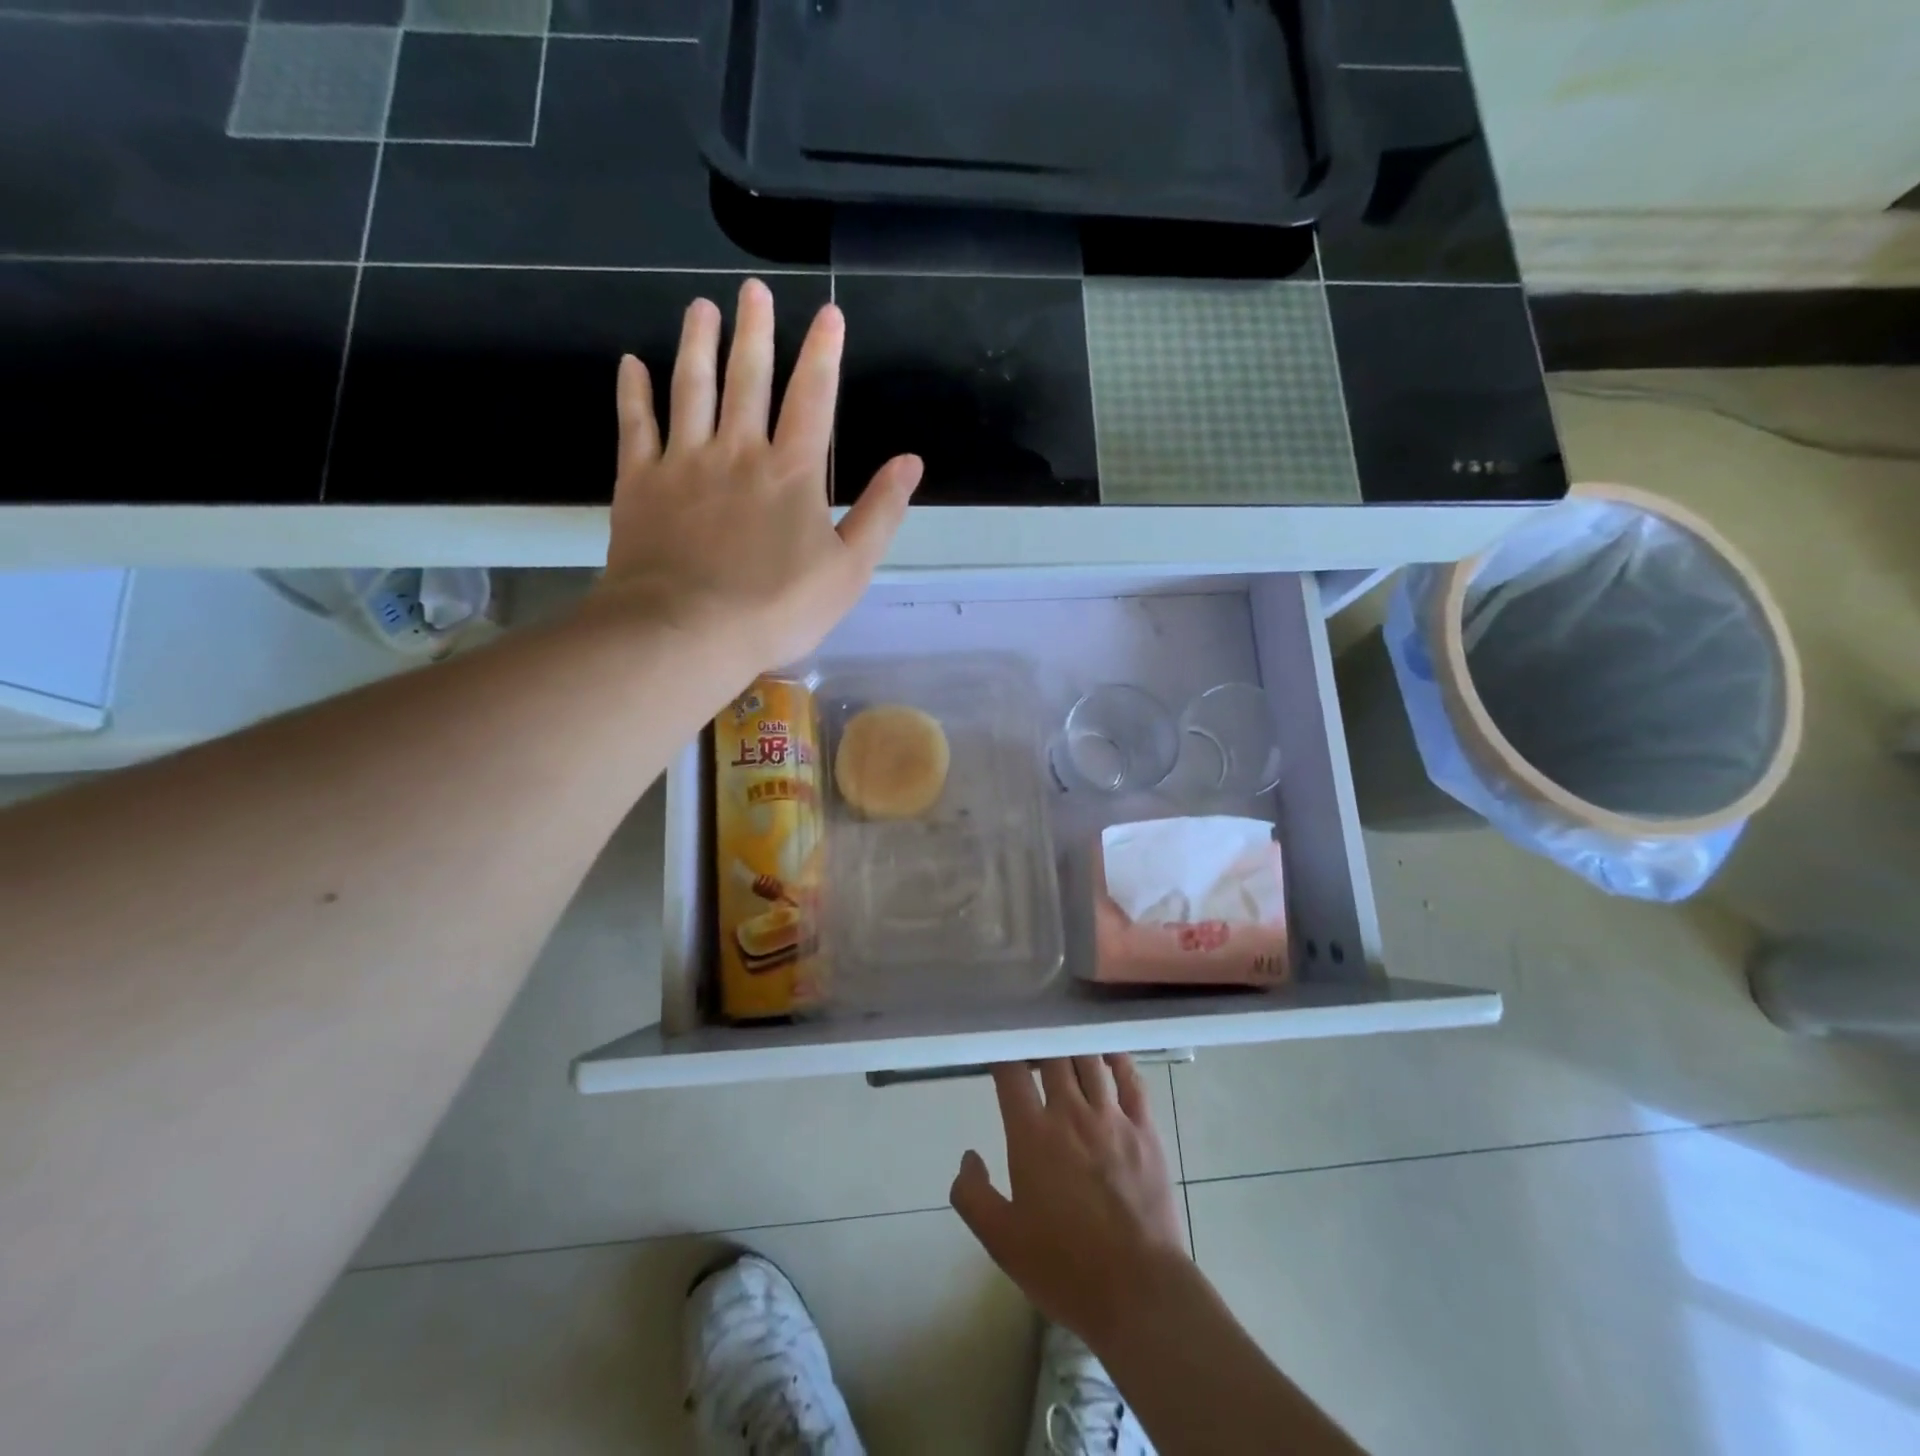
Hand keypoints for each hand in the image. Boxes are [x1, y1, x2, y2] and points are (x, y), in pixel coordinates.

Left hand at [599, 278, 921, 671]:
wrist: (686, 631)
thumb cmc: (777, 608)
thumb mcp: (848, 571)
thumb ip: (880, 514)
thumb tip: (910, 462)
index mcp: (792, 472)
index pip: (813, 399)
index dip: (823, 354)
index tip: (828, 314)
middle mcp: (739, 451)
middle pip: (748, 379)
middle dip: (755, 332)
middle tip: (752, 291)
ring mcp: (685, 462)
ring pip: (692, 388)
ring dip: (698, 344)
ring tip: (701, 308)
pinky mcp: (641, 482)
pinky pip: (637, 425)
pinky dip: (635, 392)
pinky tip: (633, 364)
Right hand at [951, 1056, 1189, 1344]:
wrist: (1138, 1291)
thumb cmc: (1064, 1267)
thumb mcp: (1001, 1241)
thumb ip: (973, 1195)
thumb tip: (968, 1157)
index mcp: (1032, 1134)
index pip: (1011, 1072)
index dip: (1001, 1054)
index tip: (997, 1052)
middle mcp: (1071, 1113)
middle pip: (1052, 1056)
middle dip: (1038, 1043)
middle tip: (1031, 1047)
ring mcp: (1112, 1117)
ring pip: (1090, 1060)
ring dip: (1073, 1046)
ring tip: (1065, 1043)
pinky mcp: (1145, 1130)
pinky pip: (1132, 1080)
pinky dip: (1118, 1059)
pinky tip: (1109, 1054)